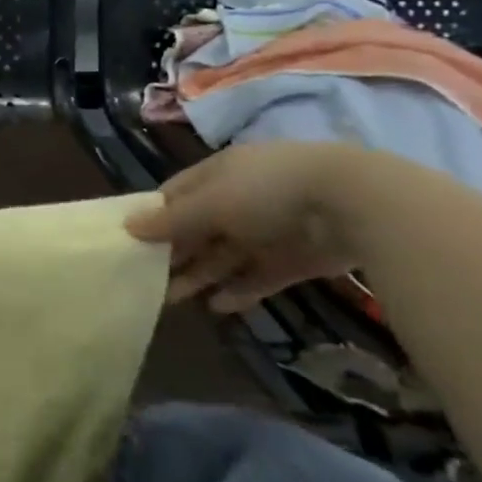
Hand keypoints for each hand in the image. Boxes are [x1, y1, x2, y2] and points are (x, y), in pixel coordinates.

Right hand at [125, 143, 357, 311]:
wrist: (354, 205)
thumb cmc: (266, 191)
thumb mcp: (211, 203)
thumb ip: (171, 219)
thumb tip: (127, 226)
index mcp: (217, 175)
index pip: (176, 195)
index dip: (154, 216)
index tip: (131, 242)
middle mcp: (240, 200)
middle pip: (199, 229)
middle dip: (175, 253)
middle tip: (147, 281)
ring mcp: (269, 230)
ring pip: (226, 255)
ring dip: (202, 275)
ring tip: (174, 300)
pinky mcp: (295, 259)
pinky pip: (259, 275)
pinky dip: (240, 290)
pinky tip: (219, 306)